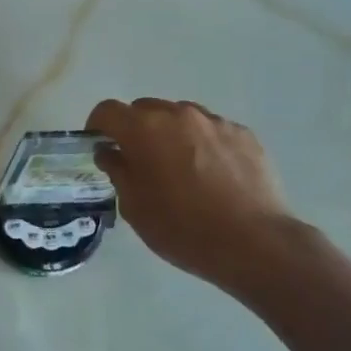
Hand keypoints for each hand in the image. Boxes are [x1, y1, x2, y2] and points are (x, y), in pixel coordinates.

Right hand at [87, 98, 295, 293]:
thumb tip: (110, 152)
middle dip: (135, 129)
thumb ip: (118, 171)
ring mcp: (215, 122)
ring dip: (171, 134)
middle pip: (145, 109)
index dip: (98, 126)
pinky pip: (212, 131)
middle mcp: (179, 115)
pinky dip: (202, 144)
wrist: (253, 242)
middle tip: (139, 161)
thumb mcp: (135, 207)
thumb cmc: (182, 228)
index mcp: (144, 129)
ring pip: (181, 117)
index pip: (108, 110)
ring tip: (179, 168)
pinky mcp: (244, 134)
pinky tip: (211, 176)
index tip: (99, 146)